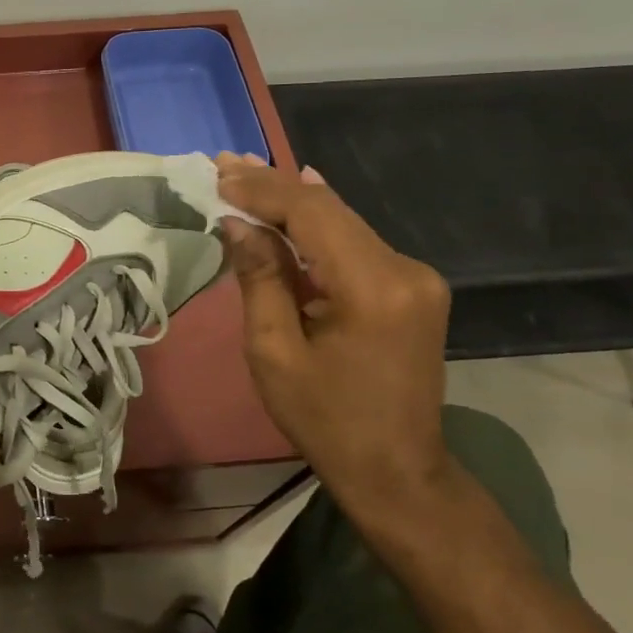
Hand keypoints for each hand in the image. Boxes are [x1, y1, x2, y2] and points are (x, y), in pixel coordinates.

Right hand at [215, 153, 453, 524]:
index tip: (218, 176)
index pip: (312, 215)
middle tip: (224, 162)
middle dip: (273, 185)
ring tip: (243, 173)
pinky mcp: (410, 288)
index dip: (262, 190)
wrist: (396, 470)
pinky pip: (355, 243)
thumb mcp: (274, 352)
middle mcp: (405, 270)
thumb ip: (260, 278)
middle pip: (330, 210)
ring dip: (292, 202)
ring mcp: (414, 278)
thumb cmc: (325, 419)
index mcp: (373, 288)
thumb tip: (238, 223)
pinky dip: (315, 226)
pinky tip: (293, 198)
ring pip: (342, 222)